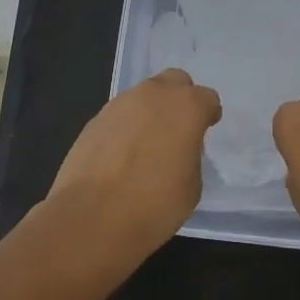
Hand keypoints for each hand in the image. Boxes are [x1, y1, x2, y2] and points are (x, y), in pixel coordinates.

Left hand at [45, 68, 222, 259]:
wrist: (91, 218)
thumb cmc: (154, 206)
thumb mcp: (192, 186)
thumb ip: (190, 156)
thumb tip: (177, 150)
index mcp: (186, 107)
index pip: (207, 98)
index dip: (208, 115)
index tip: (205, 130)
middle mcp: (154, 95)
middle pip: (174, 82)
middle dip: (180, 99)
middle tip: (178, 129)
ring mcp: (120, 104)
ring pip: (144, 96)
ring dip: (151, 112)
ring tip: (147, 145)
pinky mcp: (95, 119)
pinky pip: (120, 115)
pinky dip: (126, 127)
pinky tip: (122, 155)